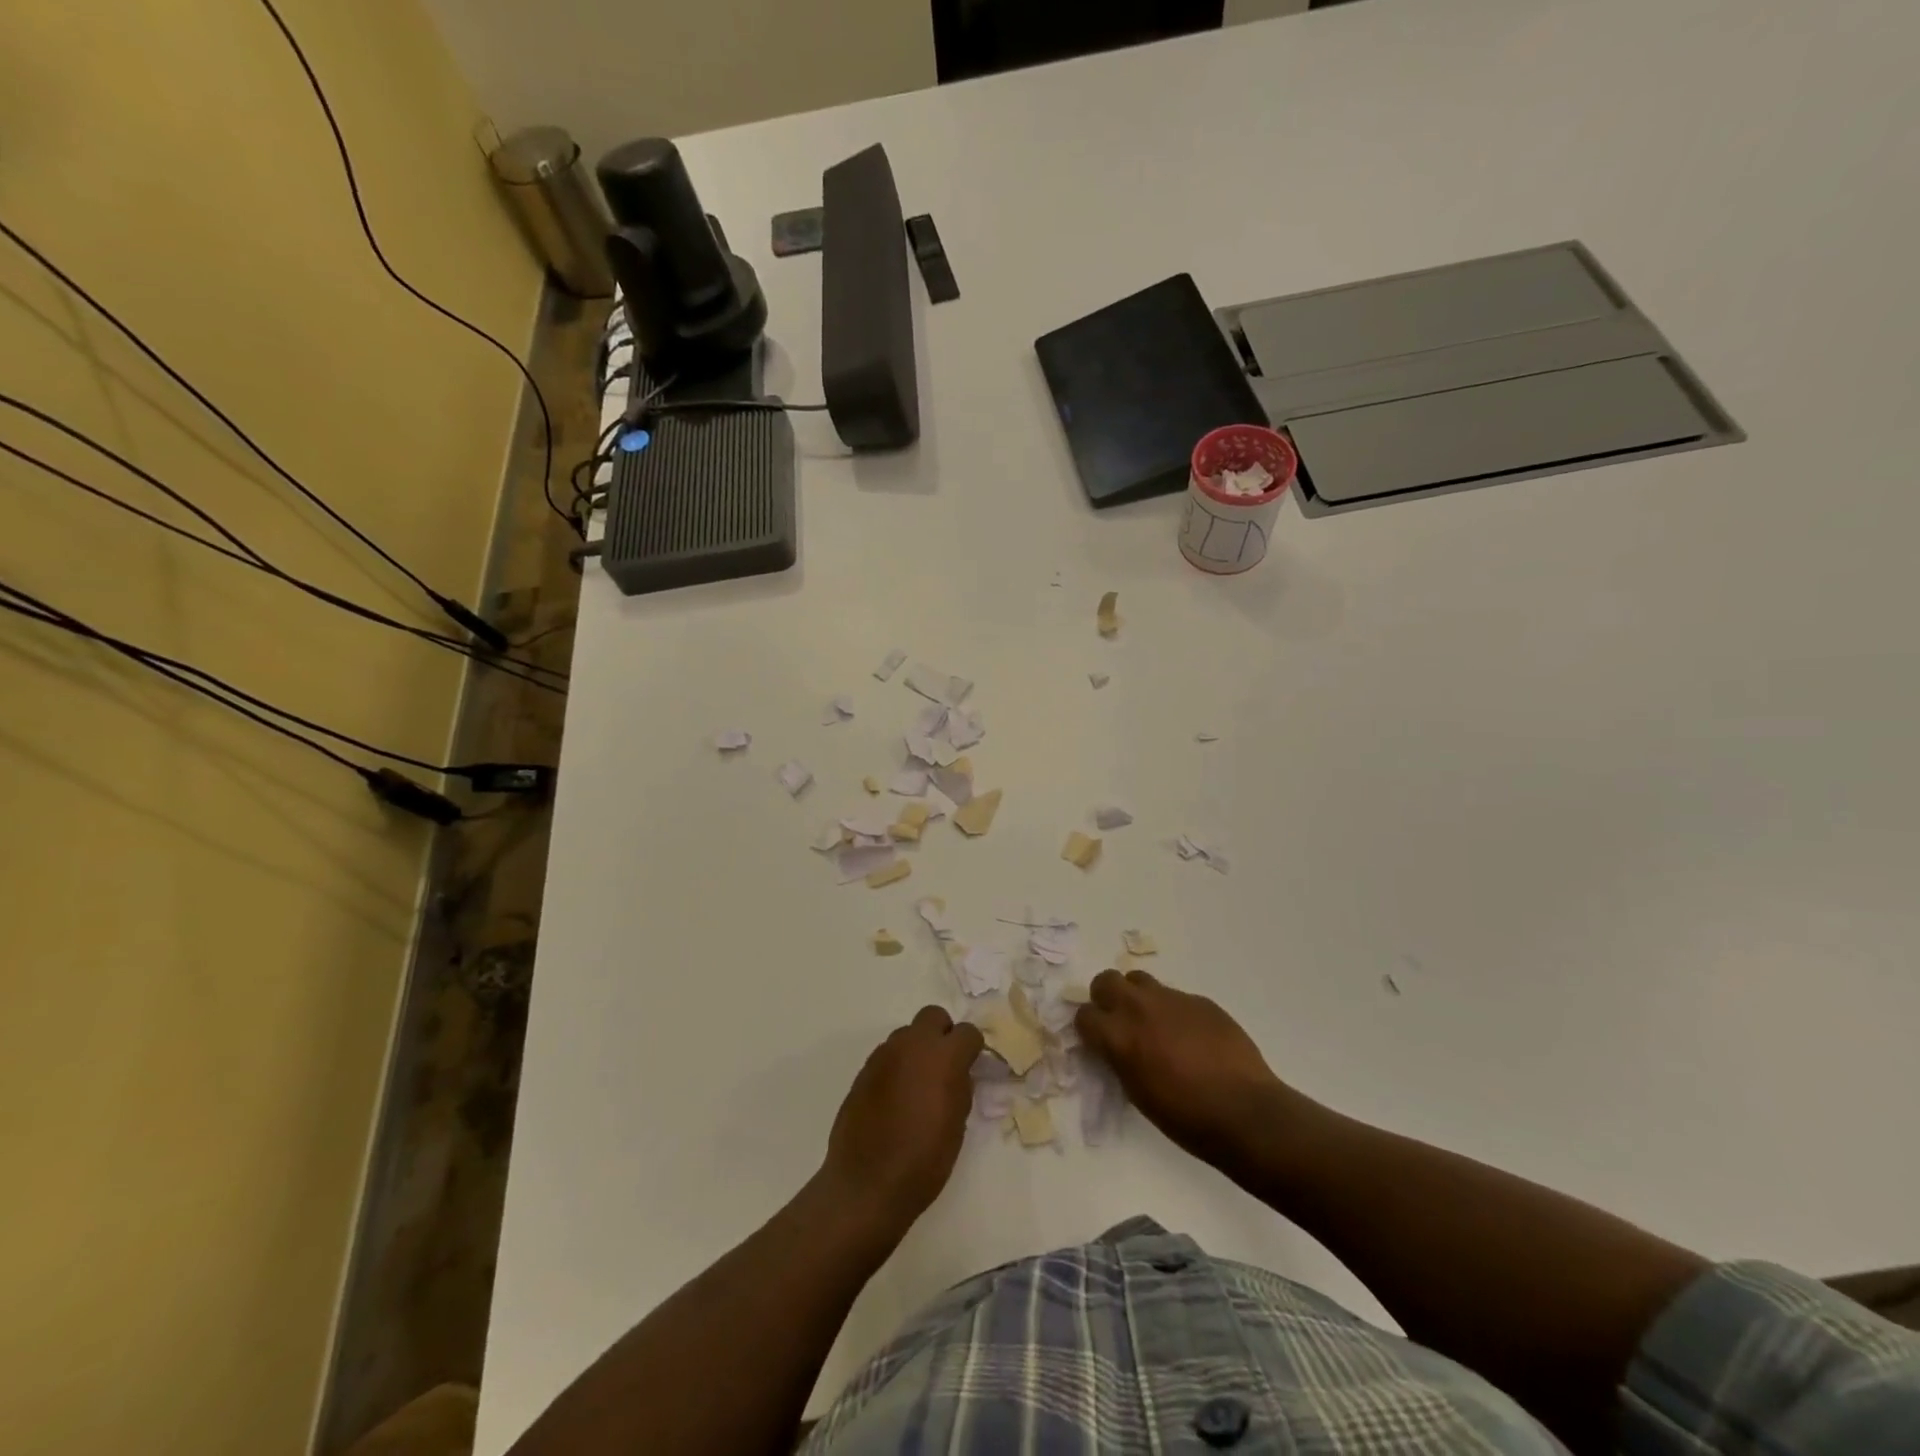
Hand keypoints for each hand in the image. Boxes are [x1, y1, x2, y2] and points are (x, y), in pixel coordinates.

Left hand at [819, 1006, 983, 1229]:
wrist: (867, 1184)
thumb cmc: (923, 1161)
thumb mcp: (957, 1125)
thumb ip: (960, 1087)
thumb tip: (957, 1074)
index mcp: (943, 1057)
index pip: (967, 1032)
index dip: (972, 1048)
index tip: (972, 1067)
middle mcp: (912, 1045)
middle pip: (933, 1016)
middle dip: (943, 1034)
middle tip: (945, 1066)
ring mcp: (884, 1055)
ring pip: (907, 1035)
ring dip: (917, 1050)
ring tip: (918, 1086)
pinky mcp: (864, 1070)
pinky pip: (888, 1055)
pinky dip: (897, 1067)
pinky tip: (896, 1098)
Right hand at [1075, 969, 1297, 1176]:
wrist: (1245, 1111)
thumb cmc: (1186, 1117)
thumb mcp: (1138, 1093)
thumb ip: (1120, 1059)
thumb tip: (1117, 1047)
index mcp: (1119, 1036)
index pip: (1084, 1015)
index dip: (1088, 1029)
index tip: (1097, 1041)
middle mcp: (1140, 1008)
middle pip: (1106, 981)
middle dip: (1106, 998)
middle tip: (1119, 1021)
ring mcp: (1172, 999)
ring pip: (1140, 980)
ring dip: (1138, 997)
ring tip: (1153, 1024)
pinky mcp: (1200, 1000)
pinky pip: (1175, 997)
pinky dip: (1173, 1011)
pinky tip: (1190, 1036)